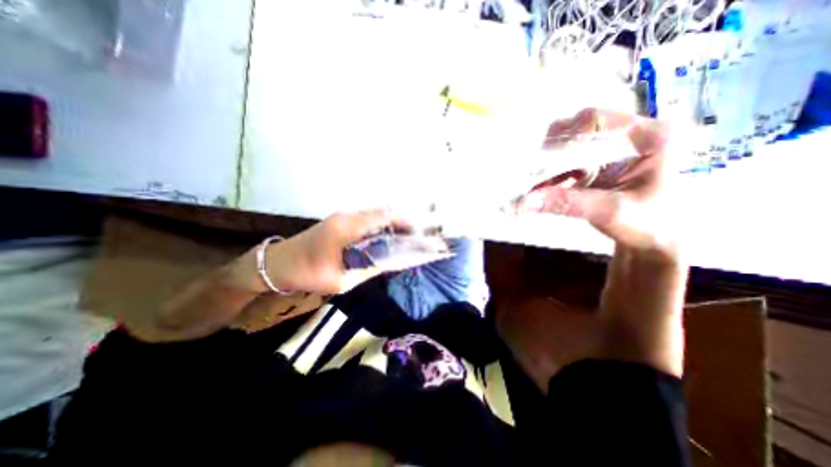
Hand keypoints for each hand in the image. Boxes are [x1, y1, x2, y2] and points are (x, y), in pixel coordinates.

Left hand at [265, 211, 405, 292]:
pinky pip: (366, 219)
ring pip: (374, 215)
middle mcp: (347, 216)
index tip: (417, 233)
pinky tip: (384, 239)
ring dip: (390, 223)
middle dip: (400, 222)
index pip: (383, 217)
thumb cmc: (306, 273)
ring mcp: (342, 217)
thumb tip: (389, 264)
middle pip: (381, 212)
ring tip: (403, 239)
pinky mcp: (340, 221)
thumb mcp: (340, 280)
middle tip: (413, 238)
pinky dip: (379, 226)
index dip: (403, 222)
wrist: (276, 264)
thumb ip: (367, 270)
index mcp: (347, 228)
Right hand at [518, 109, 676, 262]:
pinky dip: (552, 173)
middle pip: (578, 128)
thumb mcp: (610, 211)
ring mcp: (611, 149)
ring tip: (536, 183)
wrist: (655, 239)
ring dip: (549, 163)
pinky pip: (568, 160)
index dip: (566, 139)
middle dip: (553, 150)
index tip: (546, 164)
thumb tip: (527, 200)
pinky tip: (543, 187)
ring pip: (570, 143)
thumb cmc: (648, 224)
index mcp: (648, 136)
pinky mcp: (598, 163)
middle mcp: (628, 135)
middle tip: (536, 172)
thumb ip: (569, 203)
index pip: (597, 120)